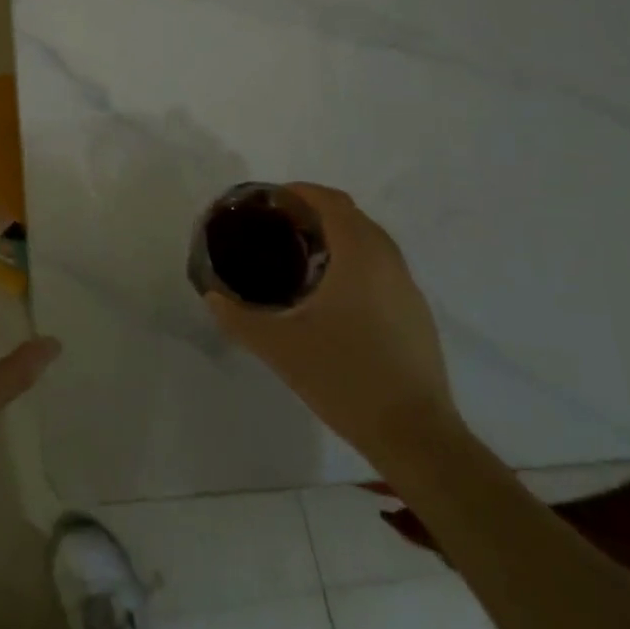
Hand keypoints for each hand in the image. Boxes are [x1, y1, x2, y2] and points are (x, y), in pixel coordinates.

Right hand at [206, 183, 459, 464]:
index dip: (301, 192)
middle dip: (316, 212)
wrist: (414, 436)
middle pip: (353, 217)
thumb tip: (212, 296)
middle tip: (279, 227)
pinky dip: (357, 262)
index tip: (271, 201)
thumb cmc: (344, 378)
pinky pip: (384, 268)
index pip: (333, 202)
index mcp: (359, 257)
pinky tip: (333, 295)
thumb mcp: (278, 347)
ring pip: (372, 243)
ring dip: (339, 237)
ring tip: (302, 257)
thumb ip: (238, 318)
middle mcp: (389, 263)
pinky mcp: (417, 316)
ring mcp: (408, 290)